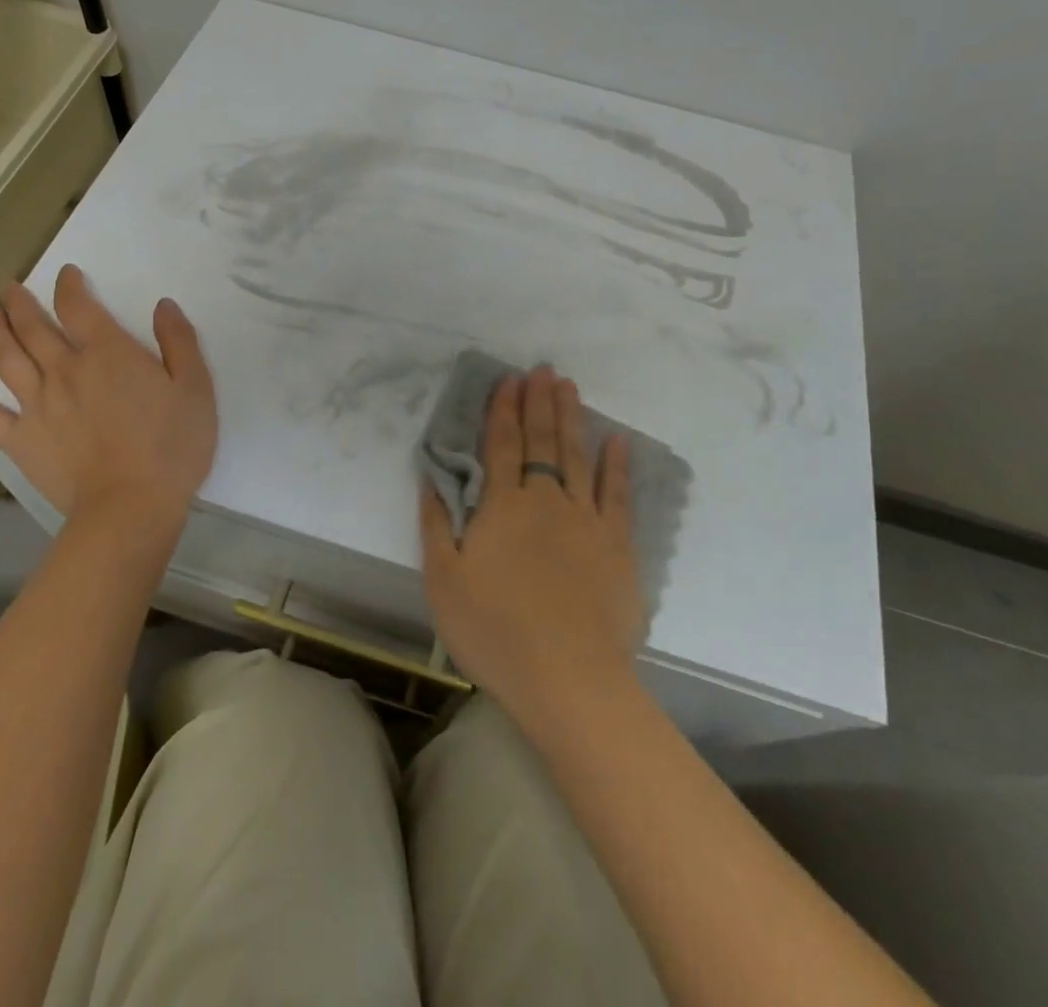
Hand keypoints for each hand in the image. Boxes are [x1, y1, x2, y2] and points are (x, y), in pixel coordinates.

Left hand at [0, 268, 217, 549]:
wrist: (130, 506)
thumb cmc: (172, 446)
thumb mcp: (195, 388)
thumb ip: (179, 342)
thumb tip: (163, 305)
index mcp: (107, 353)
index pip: (79, 307)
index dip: (70, 286)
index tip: (66, 274)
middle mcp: (65, 369)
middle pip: (34, 327)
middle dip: (20, 303)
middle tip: (10, 289)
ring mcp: (37, 405)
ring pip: (7, 359)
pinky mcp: (21, 440)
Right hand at [419, 366, 644, 736]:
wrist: (568, 679)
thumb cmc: (495, 631)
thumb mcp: (444, 581)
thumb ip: (435, 525)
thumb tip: (430, 478)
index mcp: (503, 507)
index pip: (503, 444)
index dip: (504, 409)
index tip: (509, 379)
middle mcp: (545, 499)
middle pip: (542, 440)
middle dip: (539, 402)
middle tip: (543, 369)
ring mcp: (586, 519)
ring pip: (577, 456)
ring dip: (572, 418)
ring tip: (570, 387)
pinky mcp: (617, 544)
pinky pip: (617, 494)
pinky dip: (616, 465)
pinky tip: (617, 441)